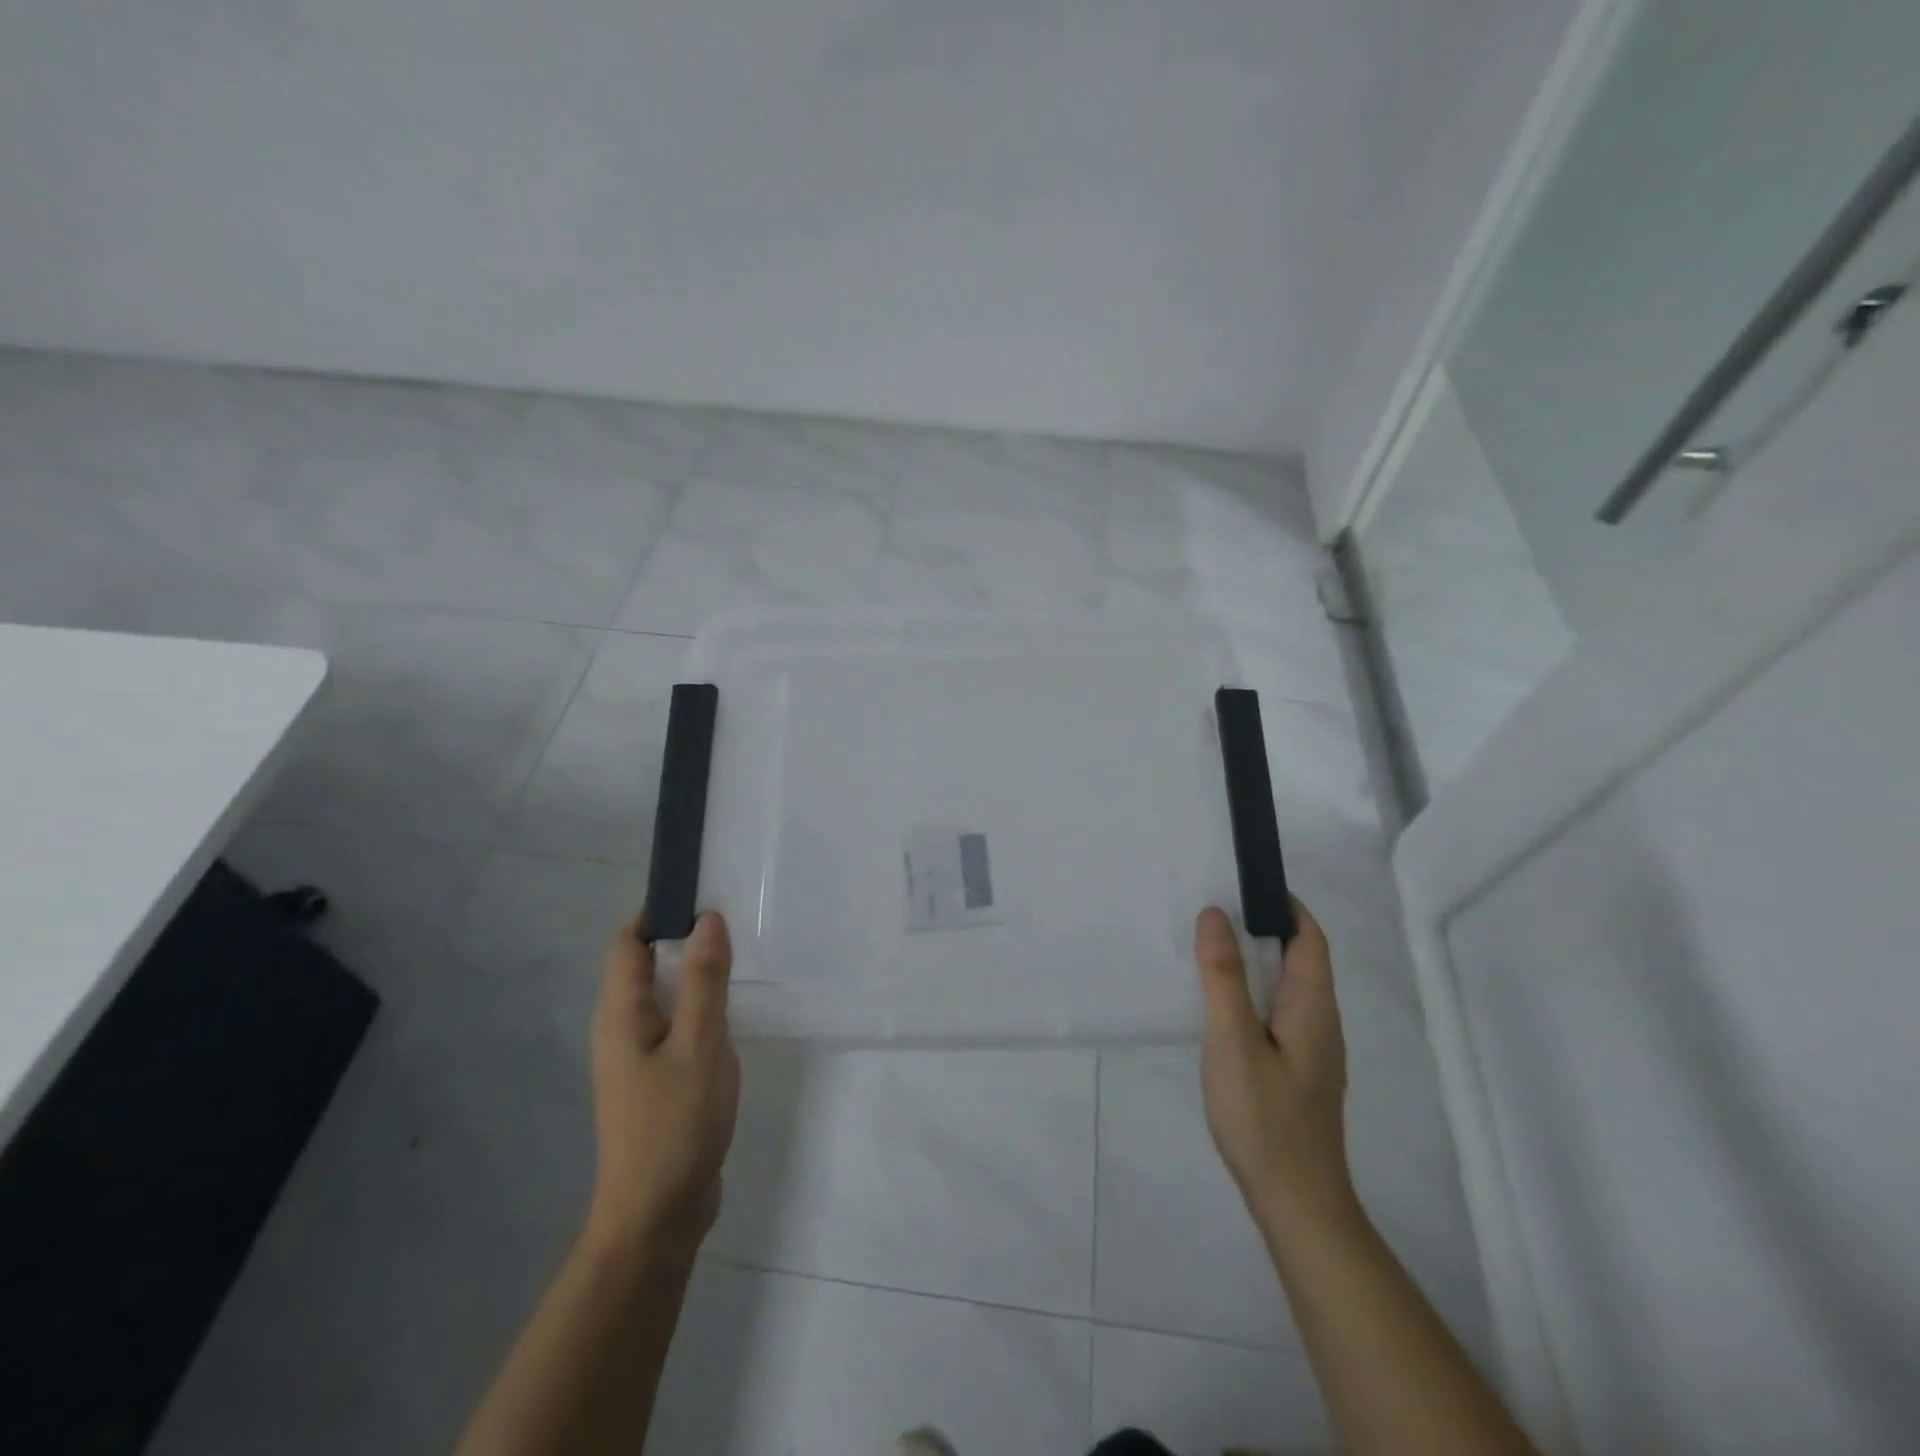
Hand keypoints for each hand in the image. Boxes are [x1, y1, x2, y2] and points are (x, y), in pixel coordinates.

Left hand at [584, 910, 739, 1263]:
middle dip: (685, 940)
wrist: (658, 1215)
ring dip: (696, 977)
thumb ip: (703, 979)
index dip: (659, 913)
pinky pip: (676, 1026)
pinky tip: (733, 1016)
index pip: (627, 942)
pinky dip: (700, 1010)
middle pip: (644, 965)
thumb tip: (706, 919)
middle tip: (735, 927)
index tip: (704, 897)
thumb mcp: (699, 1042)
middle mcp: (620, 1029)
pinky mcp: (656, 1080)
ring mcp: (637, 1058)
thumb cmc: (675, 1123)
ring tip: (741, 963)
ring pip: (664, 997)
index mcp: (619, 1014)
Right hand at [1195, 901, 1355, 1237]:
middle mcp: (1321, 1022)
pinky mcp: (1298, 1071)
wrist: (1296, 1202)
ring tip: (1210, 950)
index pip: (1309, 938)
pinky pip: (1278, 1013)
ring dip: (1255, 961)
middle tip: (1213, 911)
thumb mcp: (1232, 1040)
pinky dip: (1253, 992)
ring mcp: (1312, 1050)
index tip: (1244, 883)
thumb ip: (1223, 976)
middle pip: (1300, 959)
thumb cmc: (1264, 1116)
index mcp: (1313, 1006)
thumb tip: (1215, 914)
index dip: (1284, 905)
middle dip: (1263, 928)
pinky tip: (1222, 1006)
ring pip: (1287, 988)